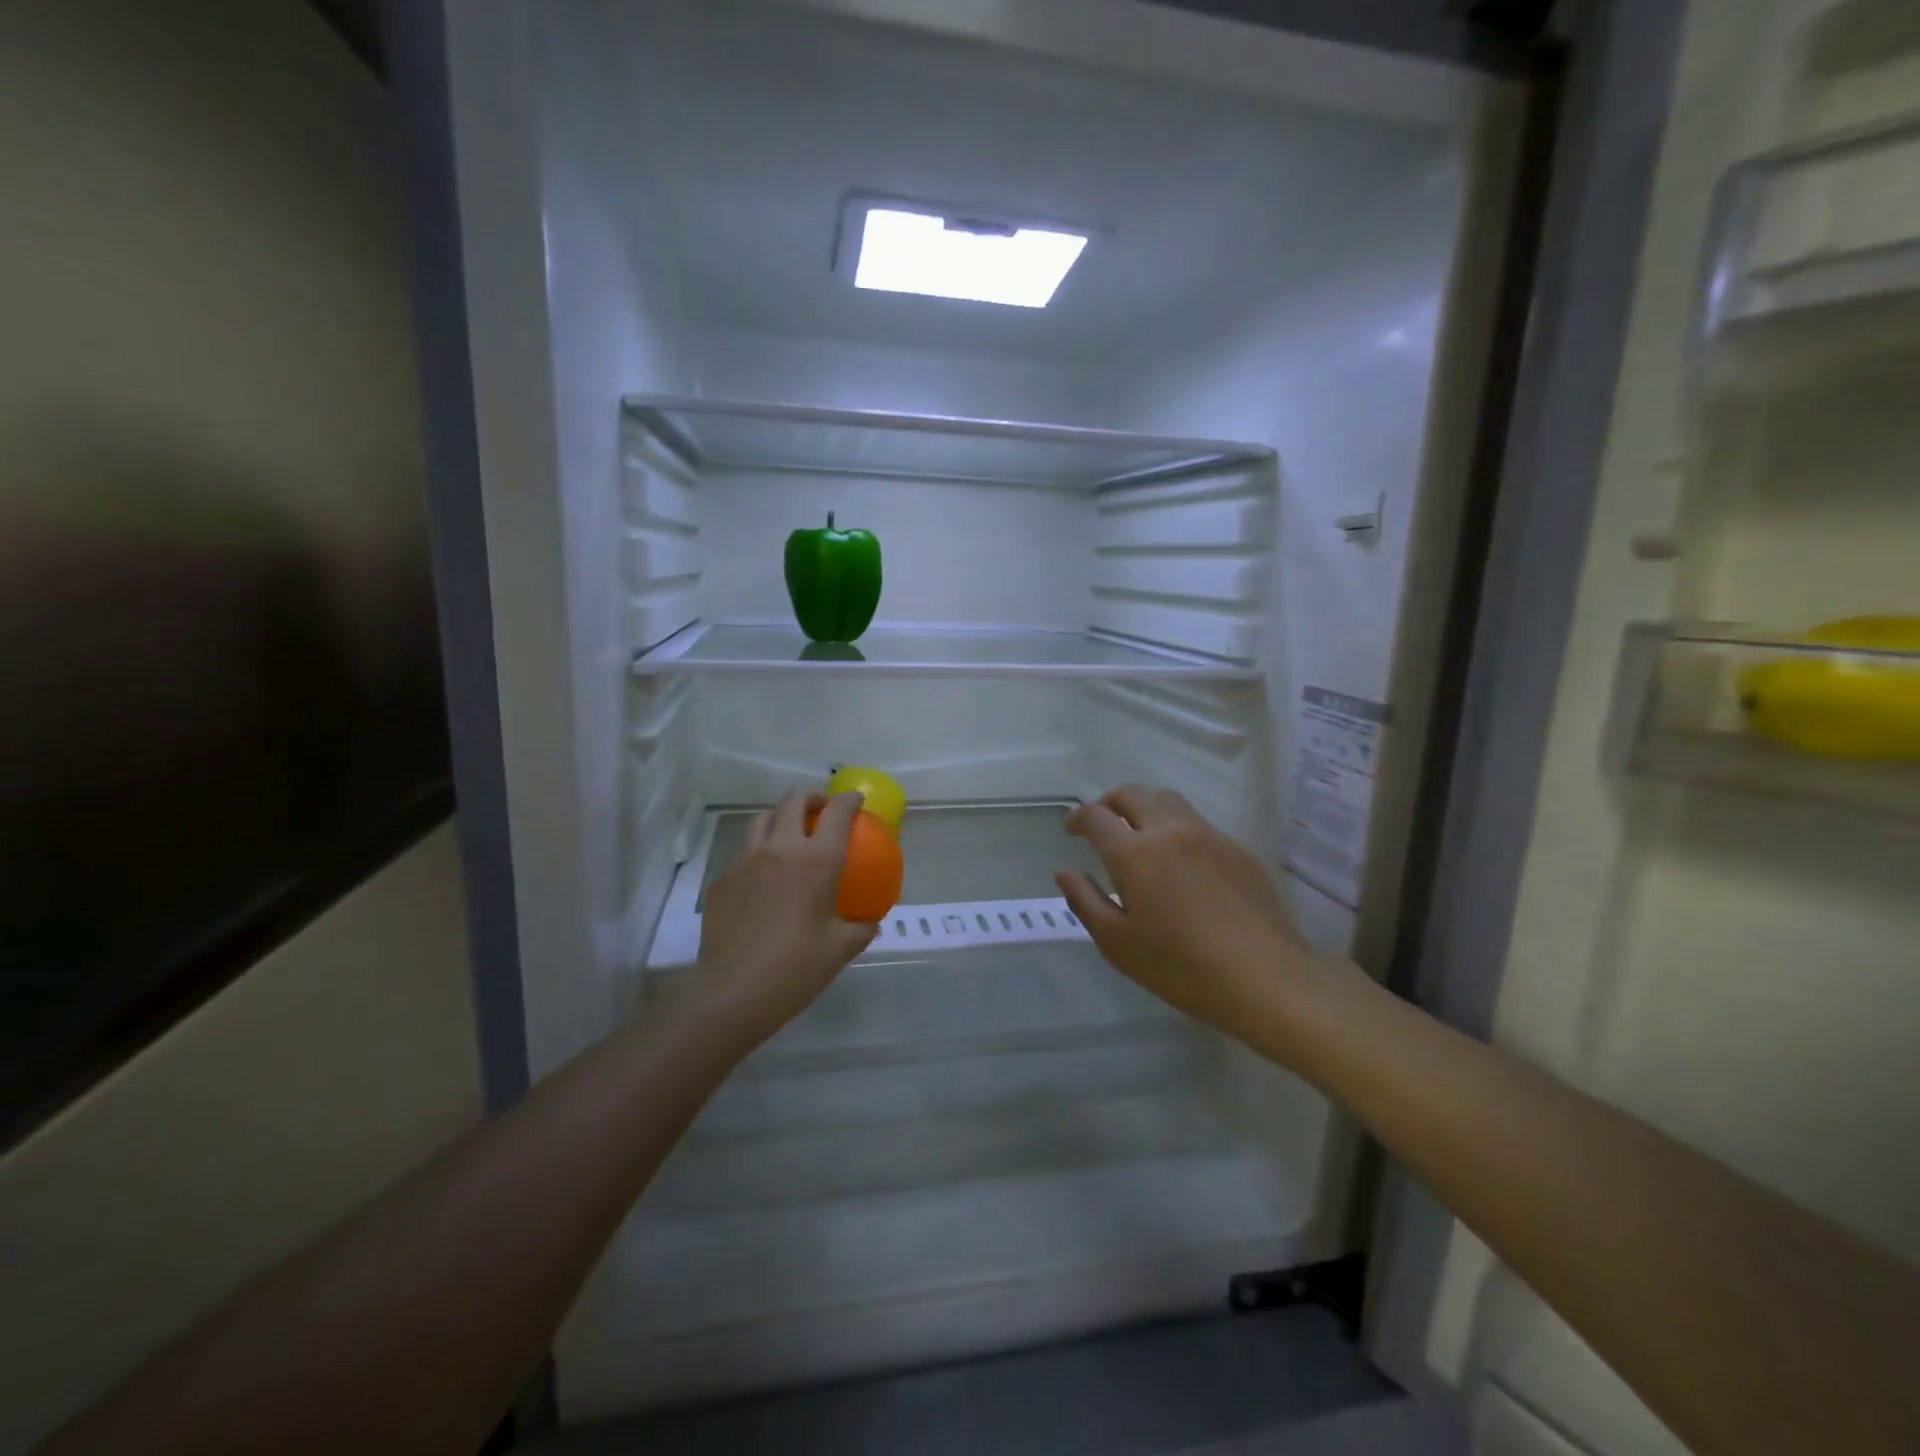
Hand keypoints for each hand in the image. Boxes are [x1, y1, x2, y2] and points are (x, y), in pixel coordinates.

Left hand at [684, 791, 877, 1051]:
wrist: (733, 991)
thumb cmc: (796, 967)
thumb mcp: (841, 949)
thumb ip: (861, 928)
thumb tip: (869, 921)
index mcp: (817, 860)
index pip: (837, 812)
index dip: (849, 800)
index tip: (856, 800)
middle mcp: (780, 849)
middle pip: (793, 802)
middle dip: (811, 798)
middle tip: (821, 810)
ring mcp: (745, 861)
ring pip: (762, 820)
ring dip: (781, 817)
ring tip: (790, 833)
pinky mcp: (722, 881)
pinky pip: (743, 854)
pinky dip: (758, 853)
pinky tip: (763, 879)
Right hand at [1056, 785, 1310, 1032]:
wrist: (1264, 978)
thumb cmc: (1180, 967)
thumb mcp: (1117, 944)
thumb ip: (1085, 901)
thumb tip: (1065, 873)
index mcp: (1134, 854)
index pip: (1095, 815)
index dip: (1078, 817)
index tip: (1073, 830)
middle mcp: (1169, 831)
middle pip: (1131, 794)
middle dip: (1109, 803)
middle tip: (1102, 826)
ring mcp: (1208, 835)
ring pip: (1168, 799)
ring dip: (1145, 807)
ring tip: (1141, 834)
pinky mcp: (1237, 849)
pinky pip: (1199, 822)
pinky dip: (1178, 828)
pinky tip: (1183, 862)